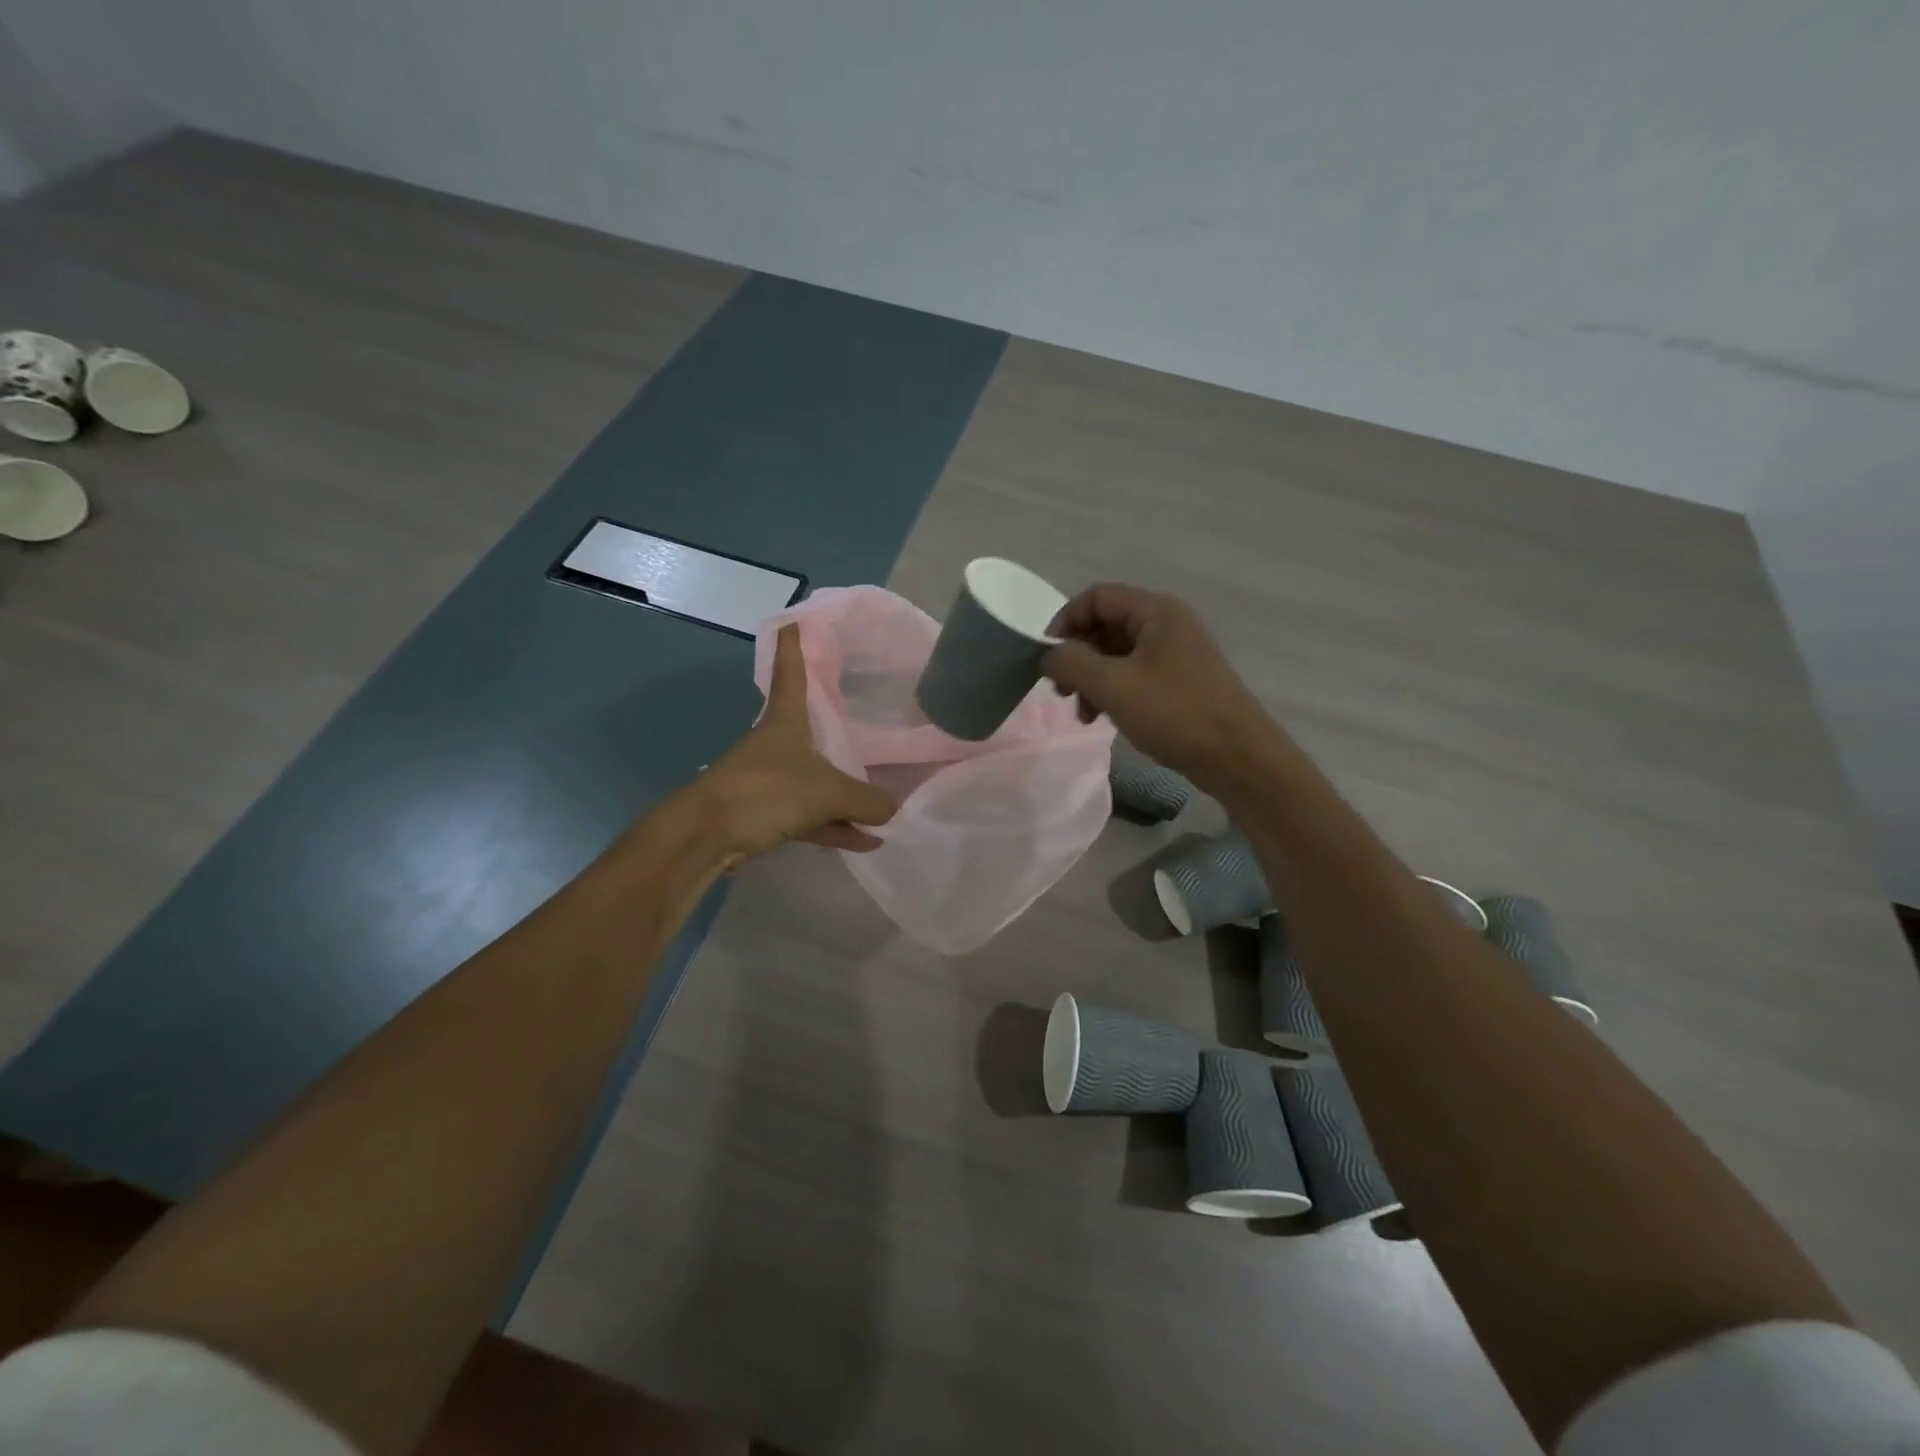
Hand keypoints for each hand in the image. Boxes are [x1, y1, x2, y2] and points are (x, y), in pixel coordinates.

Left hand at [698, 624, 897, 861]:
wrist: (708, 835)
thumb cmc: (766, 792)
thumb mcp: (827, 792)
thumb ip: (866, 799)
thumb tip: (893, 808)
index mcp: (785, 723)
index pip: (792, 674)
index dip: (794, 648)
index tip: (794, 620)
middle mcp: (778, 746)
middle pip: (812, 732)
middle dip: (836, 732)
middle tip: (867, 722)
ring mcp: (772, 782)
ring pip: (817, 783)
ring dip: (847, 797)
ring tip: (884, 808)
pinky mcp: (768, 815)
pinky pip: (811, 817)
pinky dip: (837, 826)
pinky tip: (867, 840)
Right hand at [1043, 584, 1274, 783]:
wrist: (1236, 757)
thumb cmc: (1174, 713)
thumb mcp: (1112, 685)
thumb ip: (1071, 662)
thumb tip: (1049, 655)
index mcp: (1155, 611)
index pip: (1096, 598)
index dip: (1065, 622)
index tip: (1047, 658)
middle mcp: (1167, 624)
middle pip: (1106, 625)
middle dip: (1077, 656)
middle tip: (1060, 690)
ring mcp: (1176, 653)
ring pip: (1118, 654)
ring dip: (1092, 679)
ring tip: (1081, 713)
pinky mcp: (1180, 681)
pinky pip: (1134, 675)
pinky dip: (1112, 691)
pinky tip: (1102, 718)